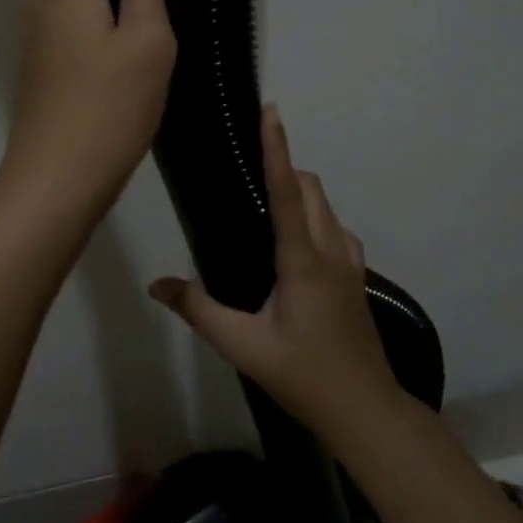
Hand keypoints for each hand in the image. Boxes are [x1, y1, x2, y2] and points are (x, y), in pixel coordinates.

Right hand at [150, 107, 400, 435]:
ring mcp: (350, 262)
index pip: (286, 192)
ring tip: (265, 202)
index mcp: (302, 260)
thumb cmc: (303, 375)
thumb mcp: (243, 347)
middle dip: (284, 166)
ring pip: (326, 206)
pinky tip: (294, 243)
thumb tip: (157, 285)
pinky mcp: (357, 276)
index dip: (277, 149)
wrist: (365, 410)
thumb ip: (199, 311)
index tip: (271, 112)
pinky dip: (314, 216)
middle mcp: (330, 250)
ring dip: (300, 191)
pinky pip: (335, 228)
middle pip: (310, 188)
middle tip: (248, 167)